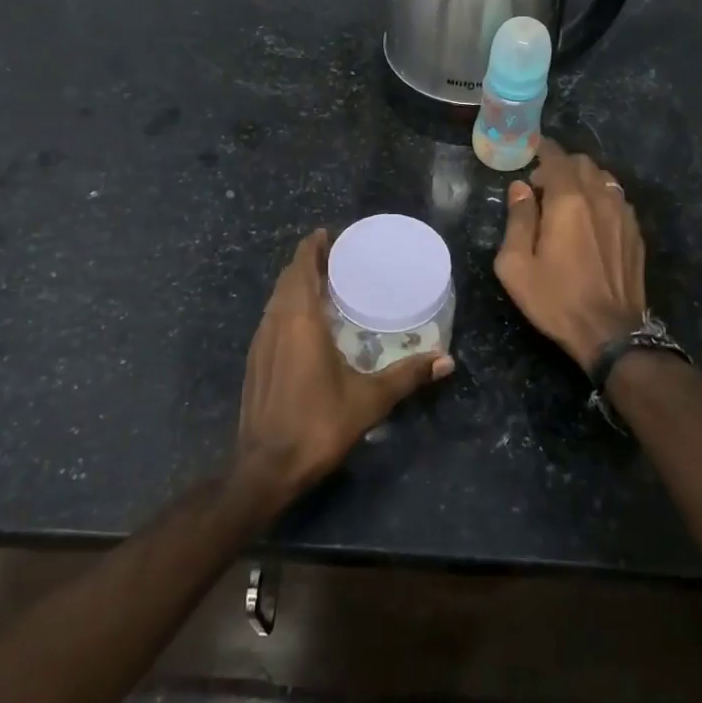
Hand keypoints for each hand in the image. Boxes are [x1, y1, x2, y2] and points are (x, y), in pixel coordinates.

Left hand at [234, 230, 452, 507]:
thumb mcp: (369, 400)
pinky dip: (287, 308)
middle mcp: (275, 323)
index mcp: (299, 321)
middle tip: (337, 258)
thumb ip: (407, 376)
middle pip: (287, 279)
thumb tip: (447, 361)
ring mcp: (260, 343)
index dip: (312, 247)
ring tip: (324, 285)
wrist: (265, 468)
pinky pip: (271, 319)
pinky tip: (306, 325)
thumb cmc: (317, 425)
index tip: (329, 234)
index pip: (301, 267)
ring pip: (276, 300)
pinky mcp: (254, 362)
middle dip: (308, 263)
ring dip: (296, 285)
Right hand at [494, 140, 646, 369]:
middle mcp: (600, 199)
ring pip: (604, 179)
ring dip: (584, 181)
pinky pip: (617, 200)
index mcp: (568, 201)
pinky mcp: (636, 234)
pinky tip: (591, 220)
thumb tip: (520, 189)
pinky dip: (601, 198)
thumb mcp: (516, 264)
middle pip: (584, 164)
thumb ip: (518, 219)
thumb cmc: (554, 299)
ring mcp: (624, 215)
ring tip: (568, 201)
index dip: (543, 149)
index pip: (557, 158)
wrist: (609, 333)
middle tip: (543, 186)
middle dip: (562, 166)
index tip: (531, 151)